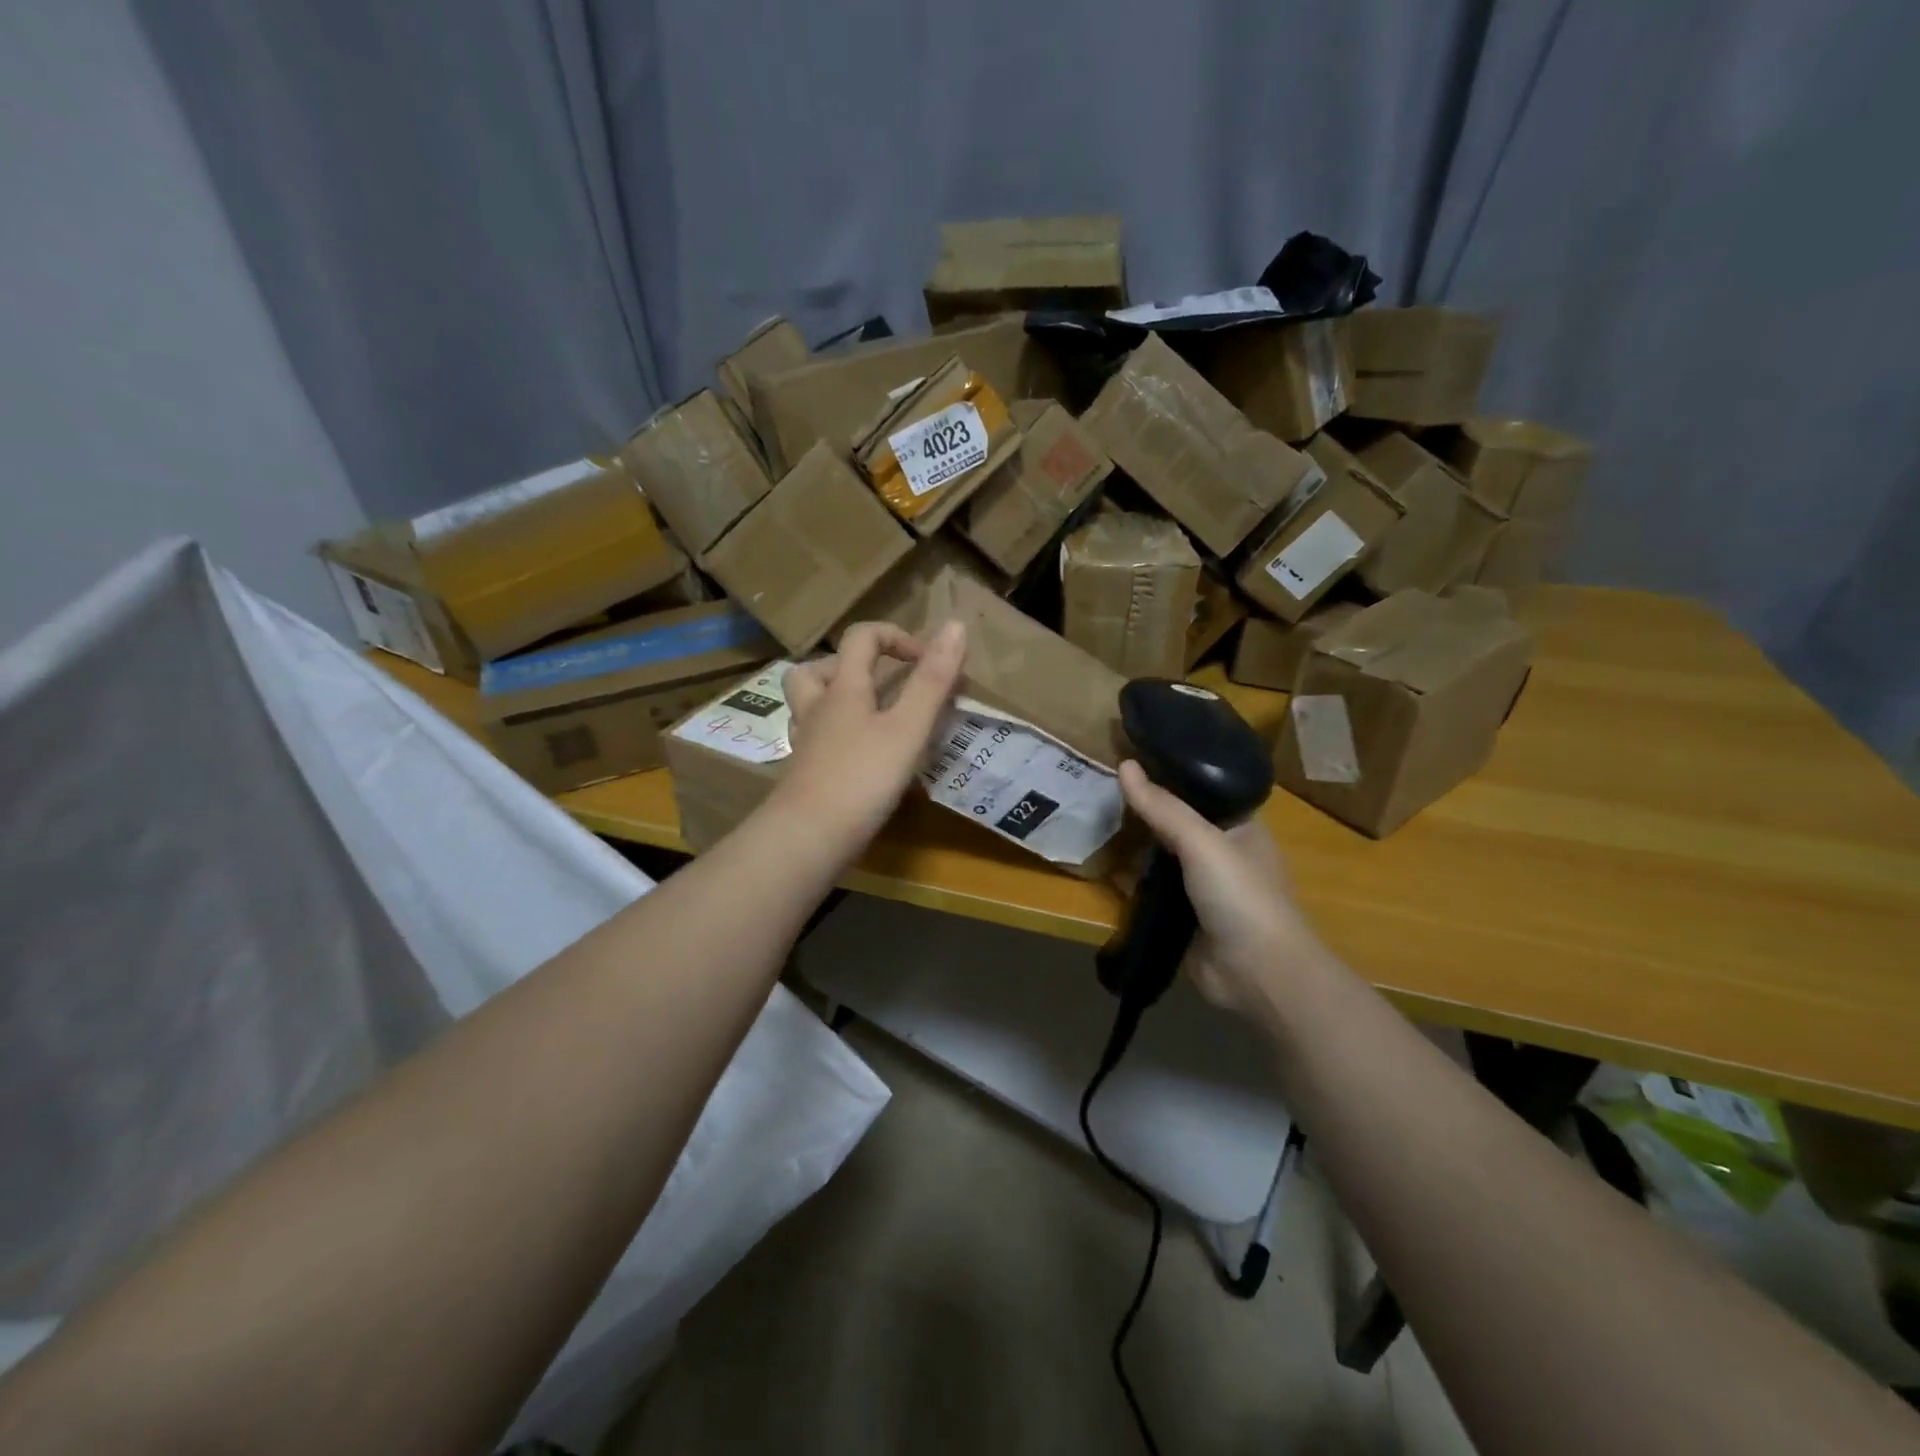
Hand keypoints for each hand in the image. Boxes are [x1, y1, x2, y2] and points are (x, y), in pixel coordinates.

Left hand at [774, 620, 966, 862]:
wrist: (809, 836)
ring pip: (809, 703)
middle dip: (853, 666)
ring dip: (836, 698)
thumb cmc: (863, 777)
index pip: (861, 638)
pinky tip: (859, 756)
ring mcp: (806, 742)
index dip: (895, 637)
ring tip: (870, 715)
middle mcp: (818, 707)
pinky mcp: (804, 772)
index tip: (926, 662)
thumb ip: (932, 680)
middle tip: (882, 685)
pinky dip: (837, 736)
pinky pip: (817, 739)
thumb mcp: (908, 728)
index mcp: (843, 688)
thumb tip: (955, 625)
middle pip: (818, 668)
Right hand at [1117, 760, 1326, 1015]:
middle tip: (1099, 787)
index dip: (1169, 774)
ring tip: (1091, 817)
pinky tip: (1099, 864)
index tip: (1129, 758)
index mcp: (1239, 827)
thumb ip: (1163, 807)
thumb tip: (1125, 764)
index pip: (1201, 790)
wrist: (1257, 974)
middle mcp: (1220, 853)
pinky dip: (1128, 881)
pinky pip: (1149, 891)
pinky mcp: (1180, 917)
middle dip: (1143, 811)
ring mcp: (1199, 888)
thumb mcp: (1203, 842)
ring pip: (1159, 858)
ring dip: (1132, 846)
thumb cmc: (1241, 896)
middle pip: (1175, 824)